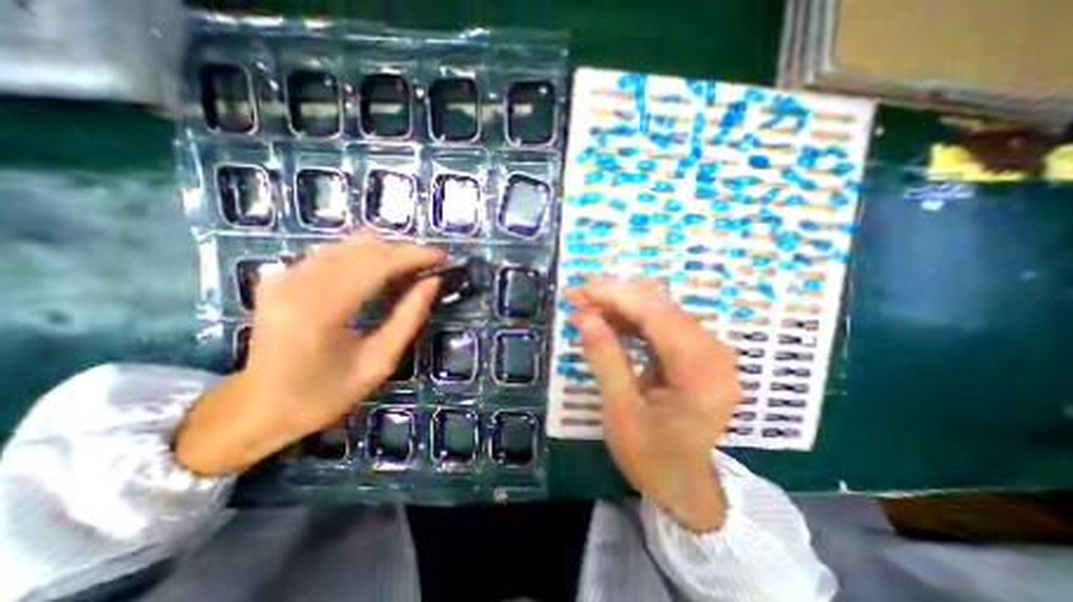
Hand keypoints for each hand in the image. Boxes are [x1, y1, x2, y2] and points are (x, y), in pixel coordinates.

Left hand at [176, 233, 445, 477]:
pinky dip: (362, 258)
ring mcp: (284, 277)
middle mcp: (297, 284)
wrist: (258, 409)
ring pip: (347, 246)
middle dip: (402, 252)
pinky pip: (331, 254)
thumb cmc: (325, 394)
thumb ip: (409, 318)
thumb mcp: (380, 363)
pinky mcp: (281, 278)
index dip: (413, 255)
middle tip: (430, 264)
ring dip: (384, 253)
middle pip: (362, 249)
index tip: (442, 256)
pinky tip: (378, 272)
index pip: (376, 264)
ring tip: (409, 269)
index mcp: (321, 311)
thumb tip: (433, 281)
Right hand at [565, 280, 744, 527]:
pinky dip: (628, 319)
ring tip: (583, 310)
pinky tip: (605, 323)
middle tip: (575, 297)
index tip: (577, 290)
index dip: (613, 295)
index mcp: (700, 368)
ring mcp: (705, 349)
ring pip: (656, 310)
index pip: (655, 313)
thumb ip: (605, 359)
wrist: (684, 486)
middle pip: (658, 305)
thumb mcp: (622, 412)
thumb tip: (584, 317)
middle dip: (613, 296)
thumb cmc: (653, 457)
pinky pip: (658, 324)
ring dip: (618, 306)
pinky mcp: (693, 351)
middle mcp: (711, 349)